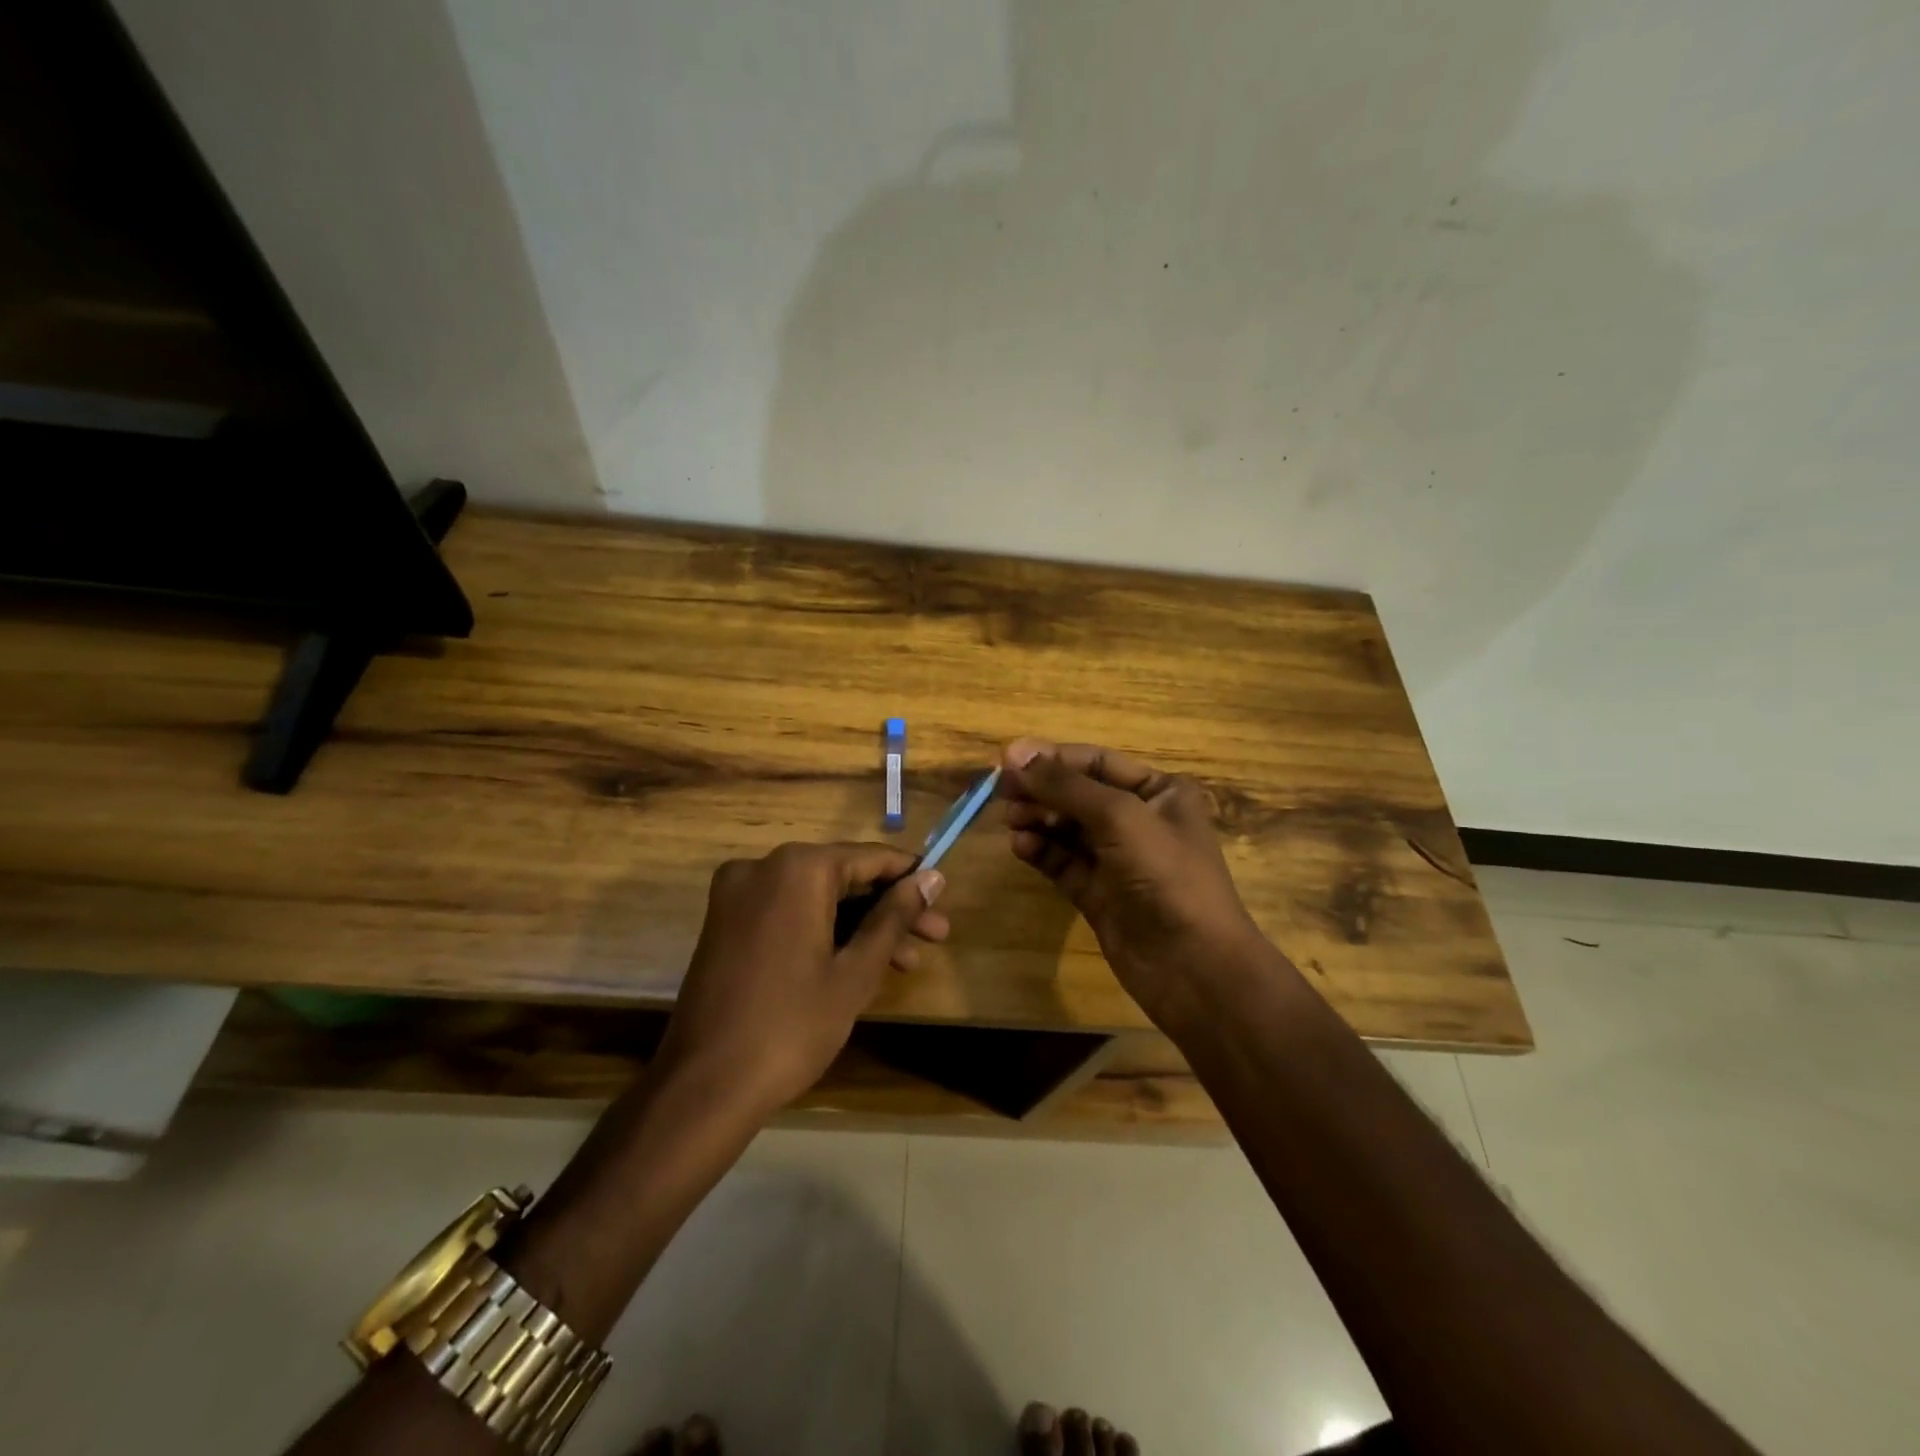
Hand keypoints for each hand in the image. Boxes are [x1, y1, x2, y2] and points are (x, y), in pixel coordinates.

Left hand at [658, 843, 947, 1115]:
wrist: (705, 1087)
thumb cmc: (792, 1026)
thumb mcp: (856, 971)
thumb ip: (895, 916)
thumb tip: (932, 878)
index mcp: (797, 869)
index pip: (870, 858)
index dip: (911, 877)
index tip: (943, 898)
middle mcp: (762, 867)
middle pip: (843, 876)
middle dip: (890, 908)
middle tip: (935, 937)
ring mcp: (737, 894)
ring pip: (817, 897)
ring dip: (860, 924)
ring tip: (907, 962)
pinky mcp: (725, 923)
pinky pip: (788, 913)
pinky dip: (823, 931)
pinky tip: (859, 963)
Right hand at [1001, 738, 1266, 1023]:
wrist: (1194, 967)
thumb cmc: (1167, 876)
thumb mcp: (1119, 817)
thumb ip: (1065, 785)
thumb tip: (1015, 752)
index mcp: (1160, 792)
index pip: (1097, 762)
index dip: (1052, 758)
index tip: (1006, 759)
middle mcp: (1140, 820)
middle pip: (1078, 794)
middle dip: (1041, 790)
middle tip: (1002, 792)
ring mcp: (1118, 859)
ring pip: (1066, 828)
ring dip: (1038, 819)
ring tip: (1012, 821)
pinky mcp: (1098, 893)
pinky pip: (1063, 862)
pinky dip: (1041, 851)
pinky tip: (1021, 847)